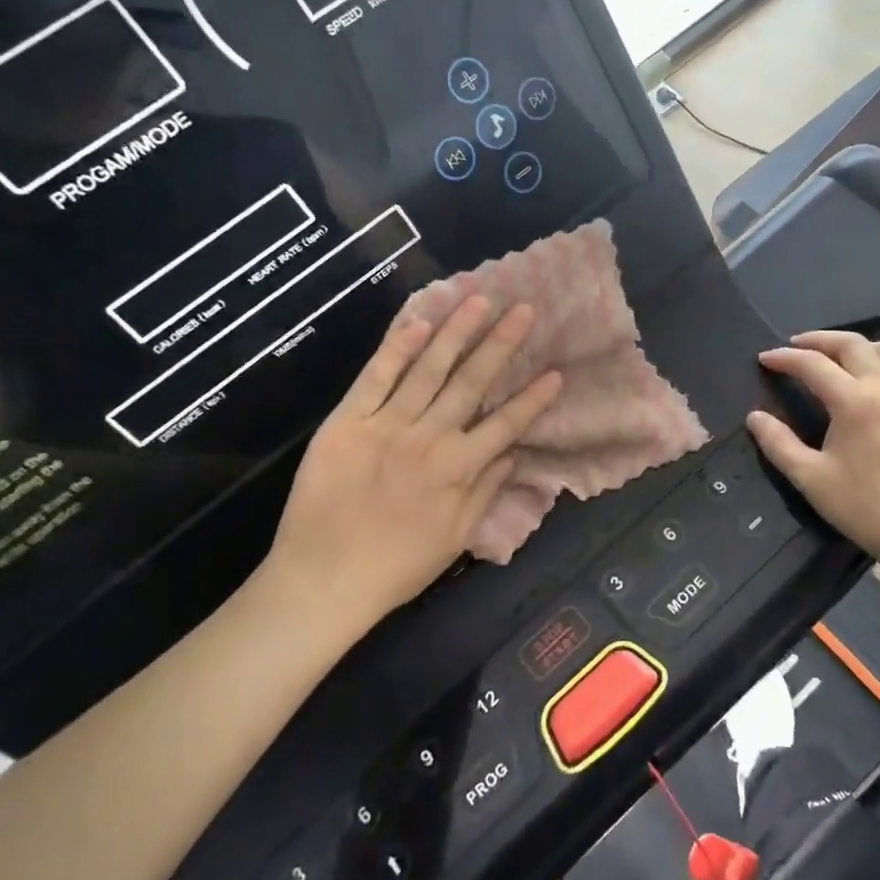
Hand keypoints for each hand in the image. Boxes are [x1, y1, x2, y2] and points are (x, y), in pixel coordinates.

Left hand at [264, 296, 560, 635]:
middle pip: (472, 383)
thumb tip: (511, 455)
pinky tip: (418, 323)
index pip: (506, 424)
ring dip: (456, 333)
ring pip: (428, 369)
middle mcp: (429, 438)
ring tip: (478, 300)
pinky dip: (396, 349)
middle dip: (501, 344)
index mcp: (459, 469)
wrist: (323, 580)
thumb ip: (485, 491)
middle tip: (523, 309)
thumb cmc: (396, 567)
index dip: (533, 398)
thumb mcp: (455, 538)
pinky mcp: (347, 422)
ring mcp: (386, 425)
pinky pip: (375, 378)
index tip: (556, 372)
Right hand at [746, 331, 879, 566]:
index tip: (764, 359)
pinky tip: (861, 387)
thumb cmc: (862, 506)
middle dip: (819, 340)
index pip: (814, 365)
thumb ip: (778, 443)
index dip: (785, 358)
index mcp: (855, 402)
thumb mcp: (810, 477)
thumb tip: (755, 417)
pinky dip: (874, 366)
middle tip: (795, 347)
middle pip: (852, 344)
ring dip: (852, 347)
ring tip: (830, 359)